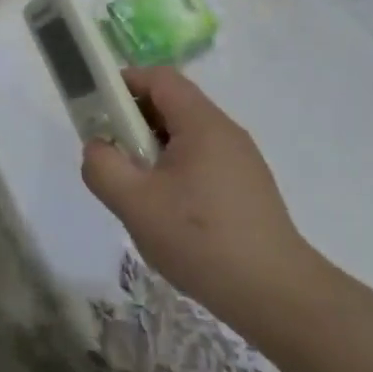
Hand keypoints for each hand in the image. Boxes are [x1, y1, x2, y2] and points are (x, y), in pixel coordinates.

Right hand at [80, 67, 321, 335]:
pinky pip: (202, 162)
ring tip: (137, 190)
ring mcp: (241, 161)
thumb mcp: (134, 203)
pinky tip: (168, 213)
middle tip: (111, 155)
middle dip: (134, 122)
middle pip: (173, 105)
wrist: (274, 293)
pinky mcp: (248, 188)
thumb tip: (98, 147)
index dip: (124, 84)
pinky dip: (175, 171)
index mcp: (202, 124)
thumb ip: (103, 166)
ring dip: (153, 151)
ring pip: (186, 137)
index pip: (159, 78)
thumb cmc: (199, 239)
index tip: (97, 109)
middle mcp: (226, 132)